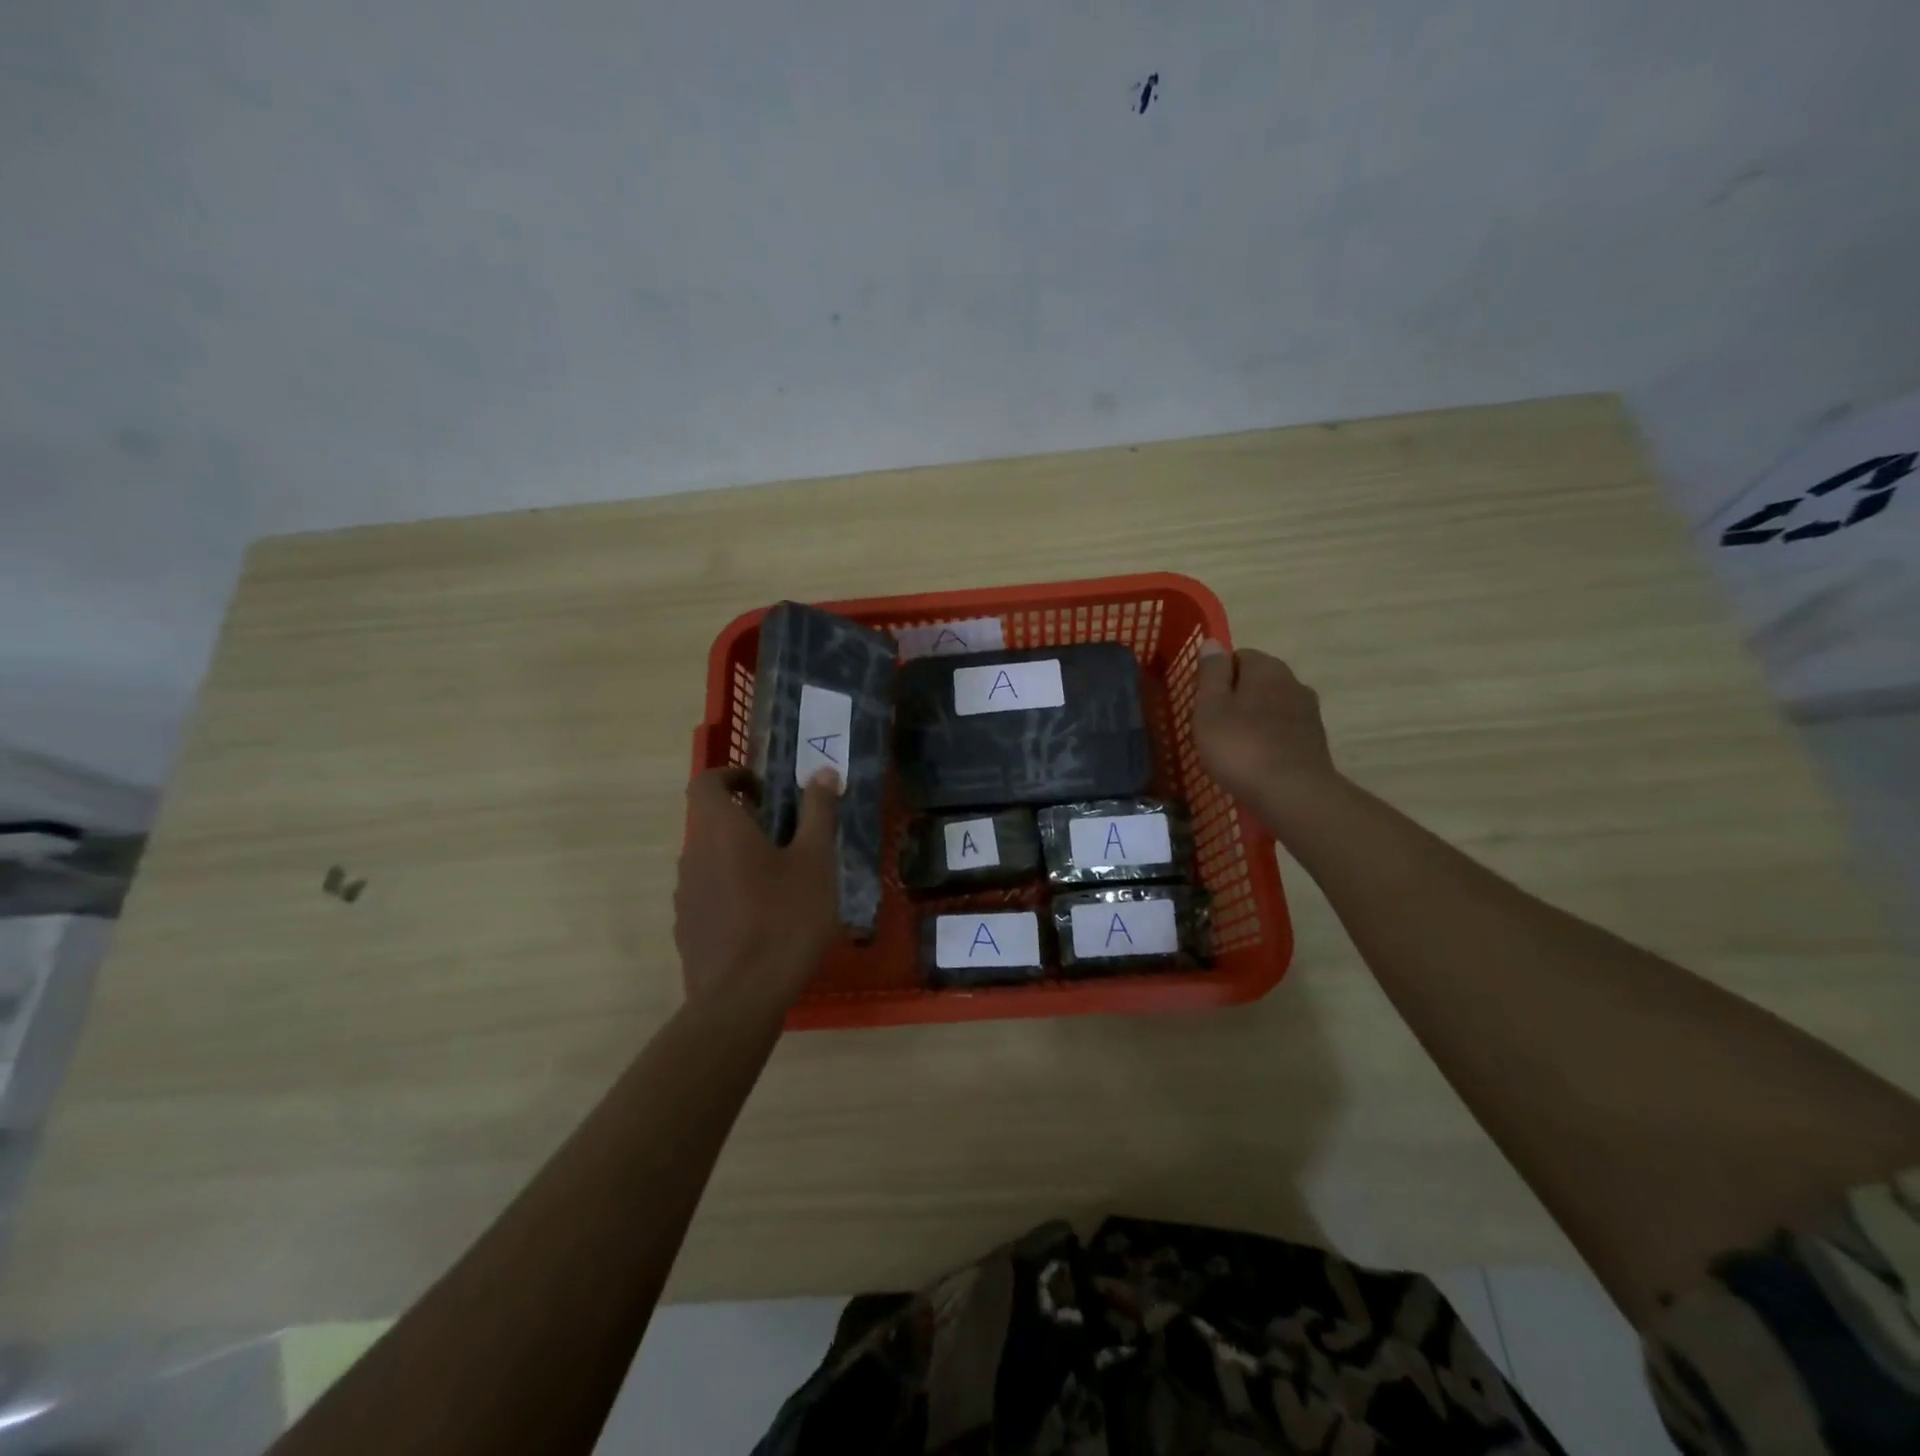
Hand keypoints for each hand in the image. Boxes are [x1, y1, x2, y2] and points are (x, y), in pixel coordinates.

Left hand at [674, 766, 840, 1006]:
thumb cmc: (786, 919)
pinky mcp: (687, 929)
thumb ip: (818, 812)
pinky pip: (709, 896)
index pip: (706, 783)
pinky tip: (763, 922)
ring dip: (740, 861)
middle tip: (789, 841)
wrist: (741, 999)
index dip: (731, 776)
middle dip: (747, 824)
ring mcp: (685, 896)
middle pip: (712, 824)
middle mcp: (693, 855)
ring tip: (781, 885)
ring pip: (711, 862)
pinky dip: (731, 894)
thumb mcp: (816, 862)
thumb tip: (824, 772)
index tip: (763, 790)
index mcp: (721, 830)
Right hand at [1191, 641, 1338, 822]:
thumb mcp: (1211, 708)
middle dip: (1235, 696)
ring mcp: (1308, 712)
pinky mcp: (1314, 740)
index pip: (1237, 656)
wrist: (1293, 794)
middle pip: (1256, 680)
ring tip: (1232, 746)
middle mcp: (1293, 682)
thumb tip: (1213, 642)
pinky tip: (1254, 760)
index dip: (1216, 676)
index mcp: (1266, 668)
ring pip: (1271, 705)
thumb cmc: (1241, 747)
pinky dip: (1268, 738)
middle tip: (1212, 725)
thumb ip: (1211, 673)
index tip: (1201, 702)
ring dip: (1252, 718)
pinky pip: (1283, 730)